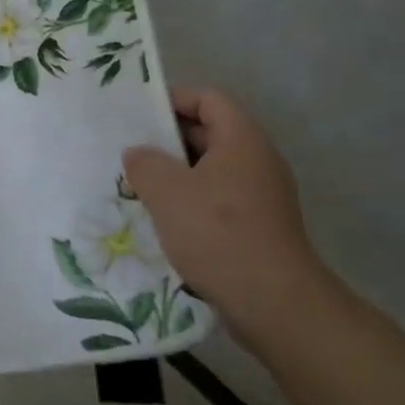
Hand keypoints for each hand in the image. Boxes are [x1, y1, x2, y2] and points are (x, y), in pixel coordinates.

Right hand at [123, 88, 326, 343]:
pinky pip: (218, 199)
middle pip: (209, 132)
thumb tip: (138, 154)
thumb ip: (144, 163)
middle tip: (130, 151)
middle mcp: (257, 161)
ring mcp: (262, 196)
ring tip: (139, 186)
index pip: (208, 99)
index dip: (173, 99)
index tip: (138, 115)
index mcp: (242, 140)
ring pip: (211, 169)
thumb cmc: (219, 234)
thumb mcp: (167, 191)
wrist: (274, 305)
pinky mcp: (258, 227)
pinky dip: (191, 201)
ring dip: (176, 174)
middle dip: (168, 140)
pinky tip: (164, 220)